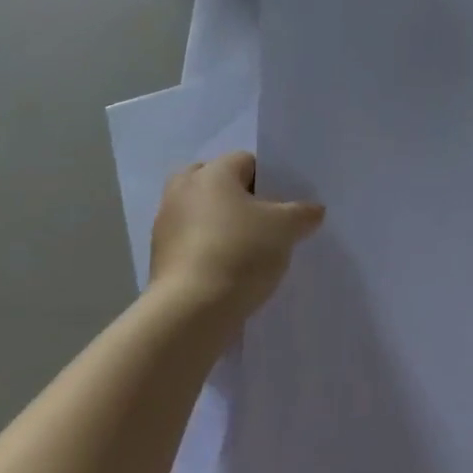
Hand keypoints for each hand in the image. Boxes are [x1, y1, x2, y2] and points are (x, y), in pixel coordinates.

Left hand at [147, 152, 324, 327]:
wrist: (191, 311)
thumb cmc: (241, 252)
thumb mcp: (286, 229)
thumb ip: (303, 213)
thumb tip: (314, 210)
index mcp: (212, 173)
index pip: (247, 161)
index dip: (270, 179)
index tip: (285, 204)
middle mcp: (183, 190)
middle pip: (217, 182)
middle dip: (239, 197)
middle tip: (264, 219)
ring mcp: (166, 224)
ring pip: (202, 212)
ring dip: (222, 223)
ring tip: (251, 247)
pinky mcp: (159, 257)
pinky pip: (191, 240)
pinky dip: (208, 247)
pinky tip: (231, 268)